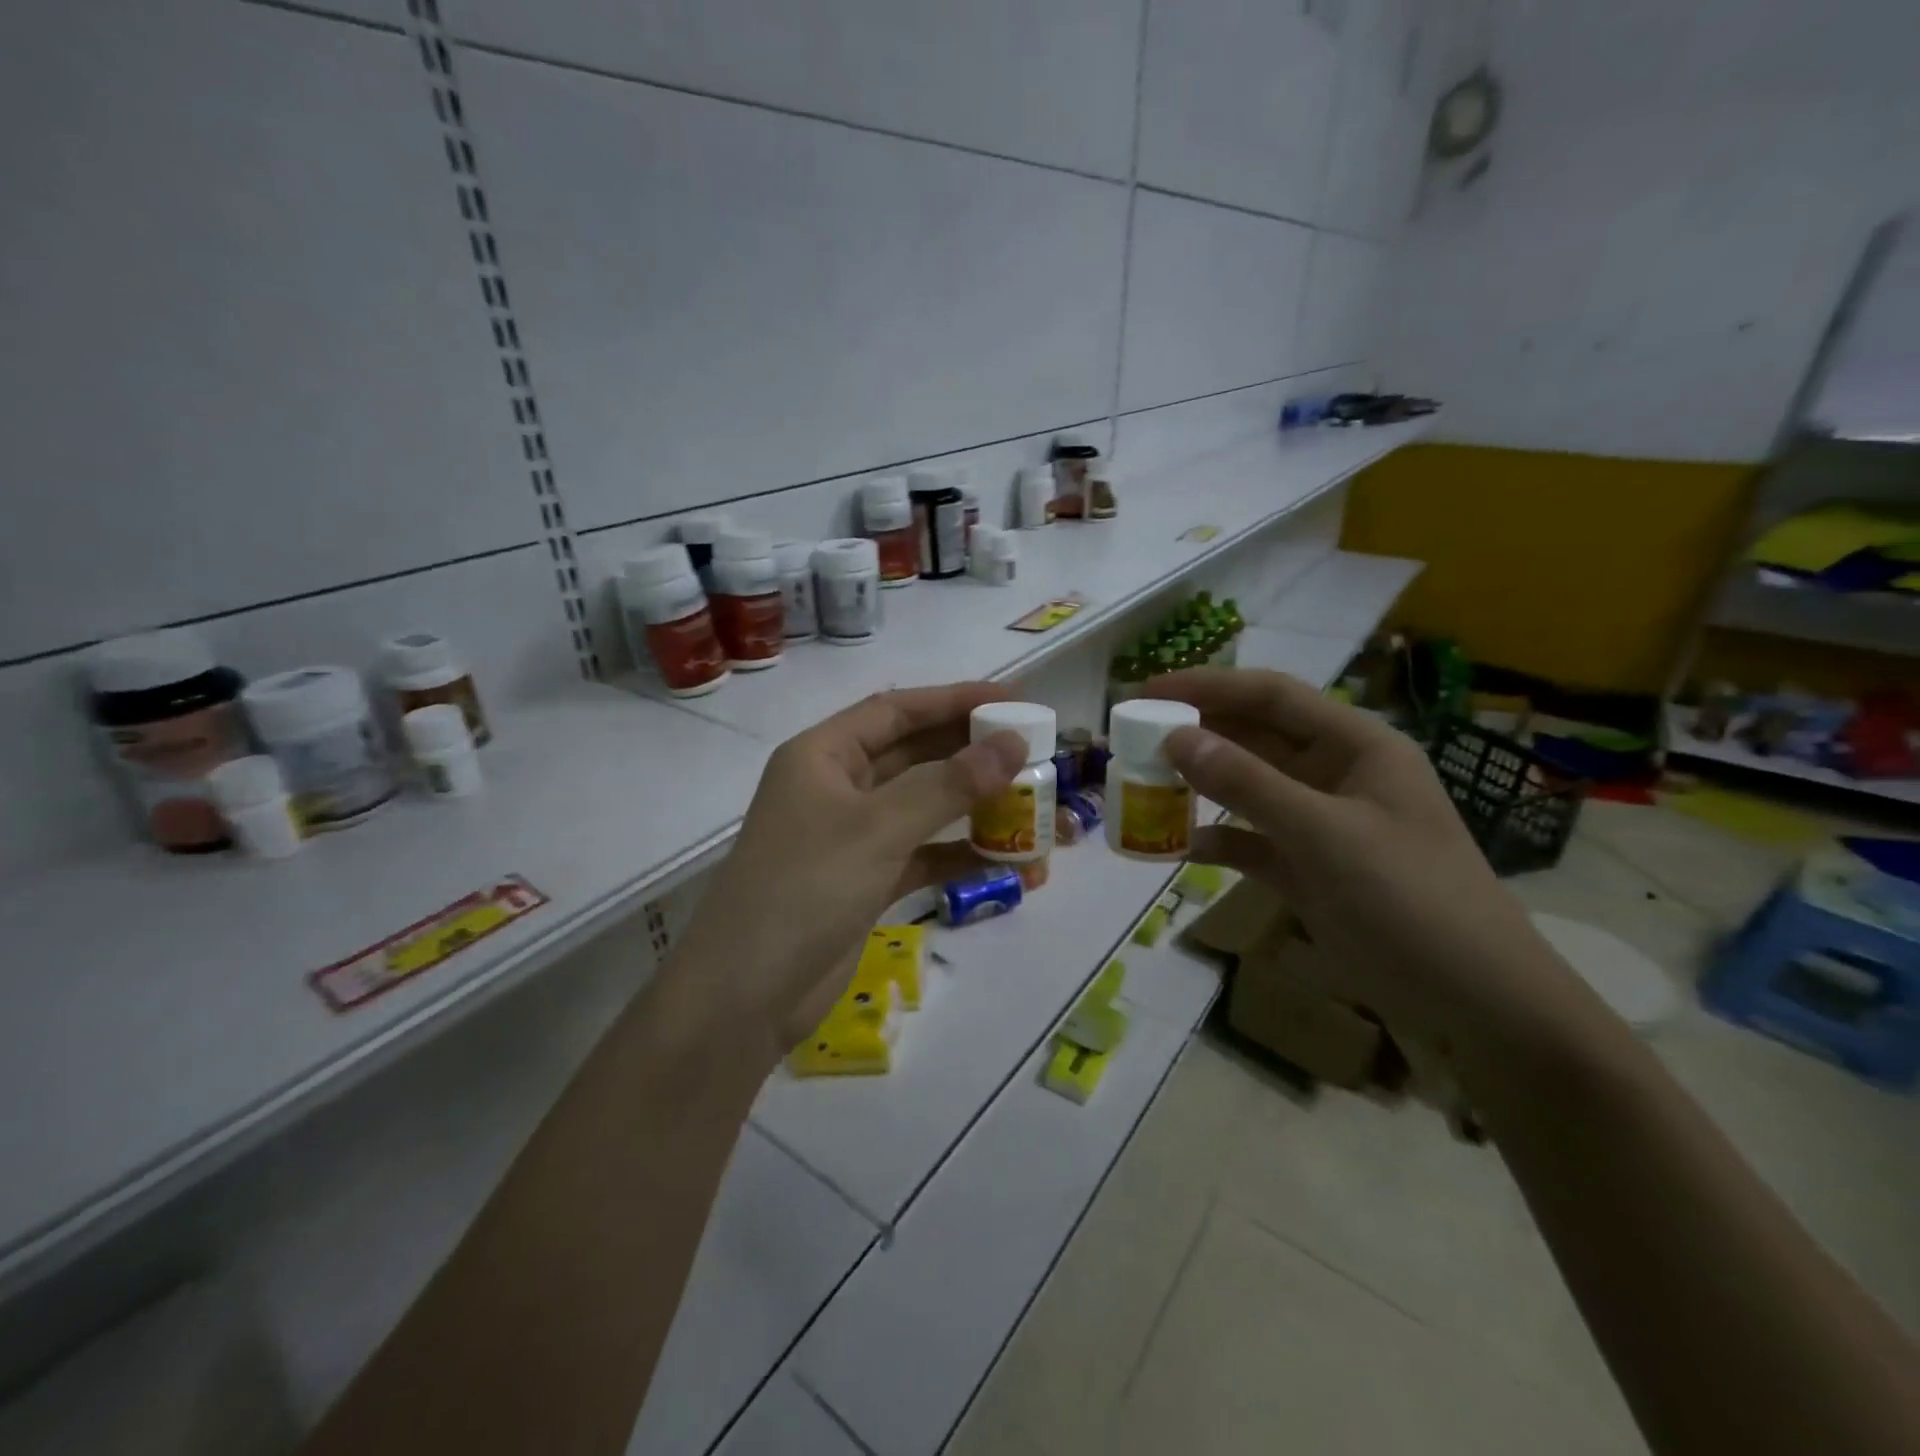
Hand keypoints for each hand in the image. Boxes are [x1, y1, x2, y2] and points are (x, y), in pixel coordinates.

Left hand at [664, 684, 1026, 1067]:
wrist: (746, 995)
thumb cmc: (805, 888)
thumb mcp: (878, 828)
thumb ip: (947, 785)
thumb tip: (1012, 745)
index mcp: (824, 754)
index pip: (897, 710)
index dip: (955, 700)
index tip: (1013, 700)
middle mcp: (837, 786)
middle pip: (915, 755)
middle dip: (972, 754)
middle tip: (1033, 754)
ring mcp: (851, 836)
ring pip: (923, 807)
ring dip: (974, 809)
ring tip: (1032, 811)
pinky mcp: (865, 880)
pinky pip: (922, 854)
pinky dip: (959, 856)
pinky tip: (1006, 864)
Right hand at [1141, 669, 1610, 1058]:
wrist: (1476, 1004)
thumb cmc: (1410, 900)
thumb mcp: (1325, 835)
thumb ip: (1247, 784)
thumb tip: (1176, 738)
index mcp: (1355, 745)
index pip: (1270, 695)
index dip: (1206, 687)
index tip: (1145, 693)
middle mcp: (1335, 774)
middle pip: (1254, 736)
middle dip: (1195, 734)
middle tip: (1132, 739)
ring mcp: (1321, 823)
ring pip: (1247, 788)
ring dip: (1199, 786)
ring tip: (1143, 785)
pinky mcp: (1308, 868)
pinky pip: (1250, 840)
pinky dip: (1217, 839)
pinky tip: (1179, 846)